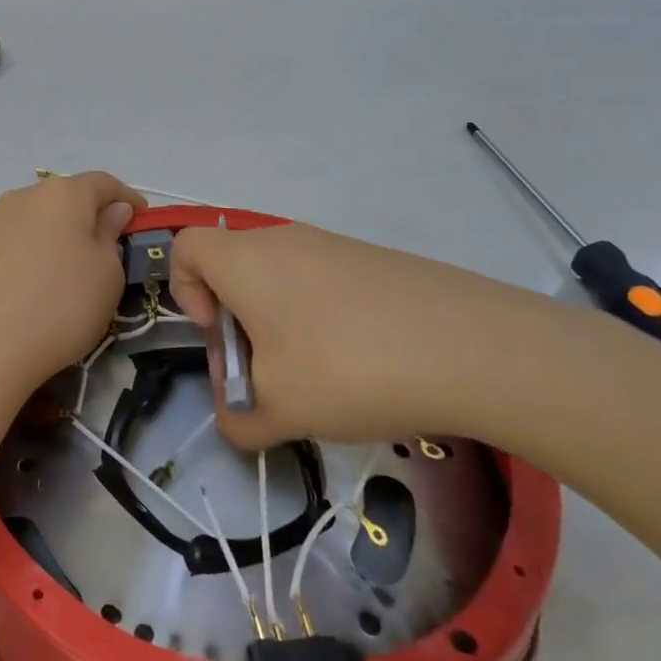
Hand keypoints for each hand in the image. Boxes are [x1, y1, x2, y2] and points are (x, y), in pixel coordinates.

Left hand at [0, 171, 144, 397]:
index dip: (126, 199)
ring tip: (46, 283)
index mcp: (61, 196)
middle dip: (79, 222)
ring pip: (21, 226)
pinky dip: (6, 265)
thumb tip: (109, 212)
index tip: (137, 221)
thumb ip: (109, 237)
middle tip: (93, 256)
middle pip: (57, 202)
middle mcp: (17, 199)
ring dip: (39, 243)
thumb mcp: (106, 277)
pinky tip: (7, 300)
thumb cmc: (58, 308)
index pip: (102, 184)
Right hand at [170, 221, 606, 451]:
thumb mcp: (278, 410)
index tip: (220, 337)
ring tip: (316, 377)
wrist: (476, 349)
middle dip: (235, 322)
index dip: (184, 292)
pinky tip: (361, 364)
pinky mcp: (375, 261)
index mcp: (245, 260)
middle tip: (265, 373)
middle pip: (233, 267)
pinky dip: (321, 319)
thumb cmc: (348, 369)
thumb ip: (237, 421)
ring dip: (279, 324)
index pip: (185, 248)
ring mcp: (334, 245)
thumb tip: (236, 420)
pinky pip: (323, 282)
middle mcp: (282, 239)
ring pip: (280, 278)